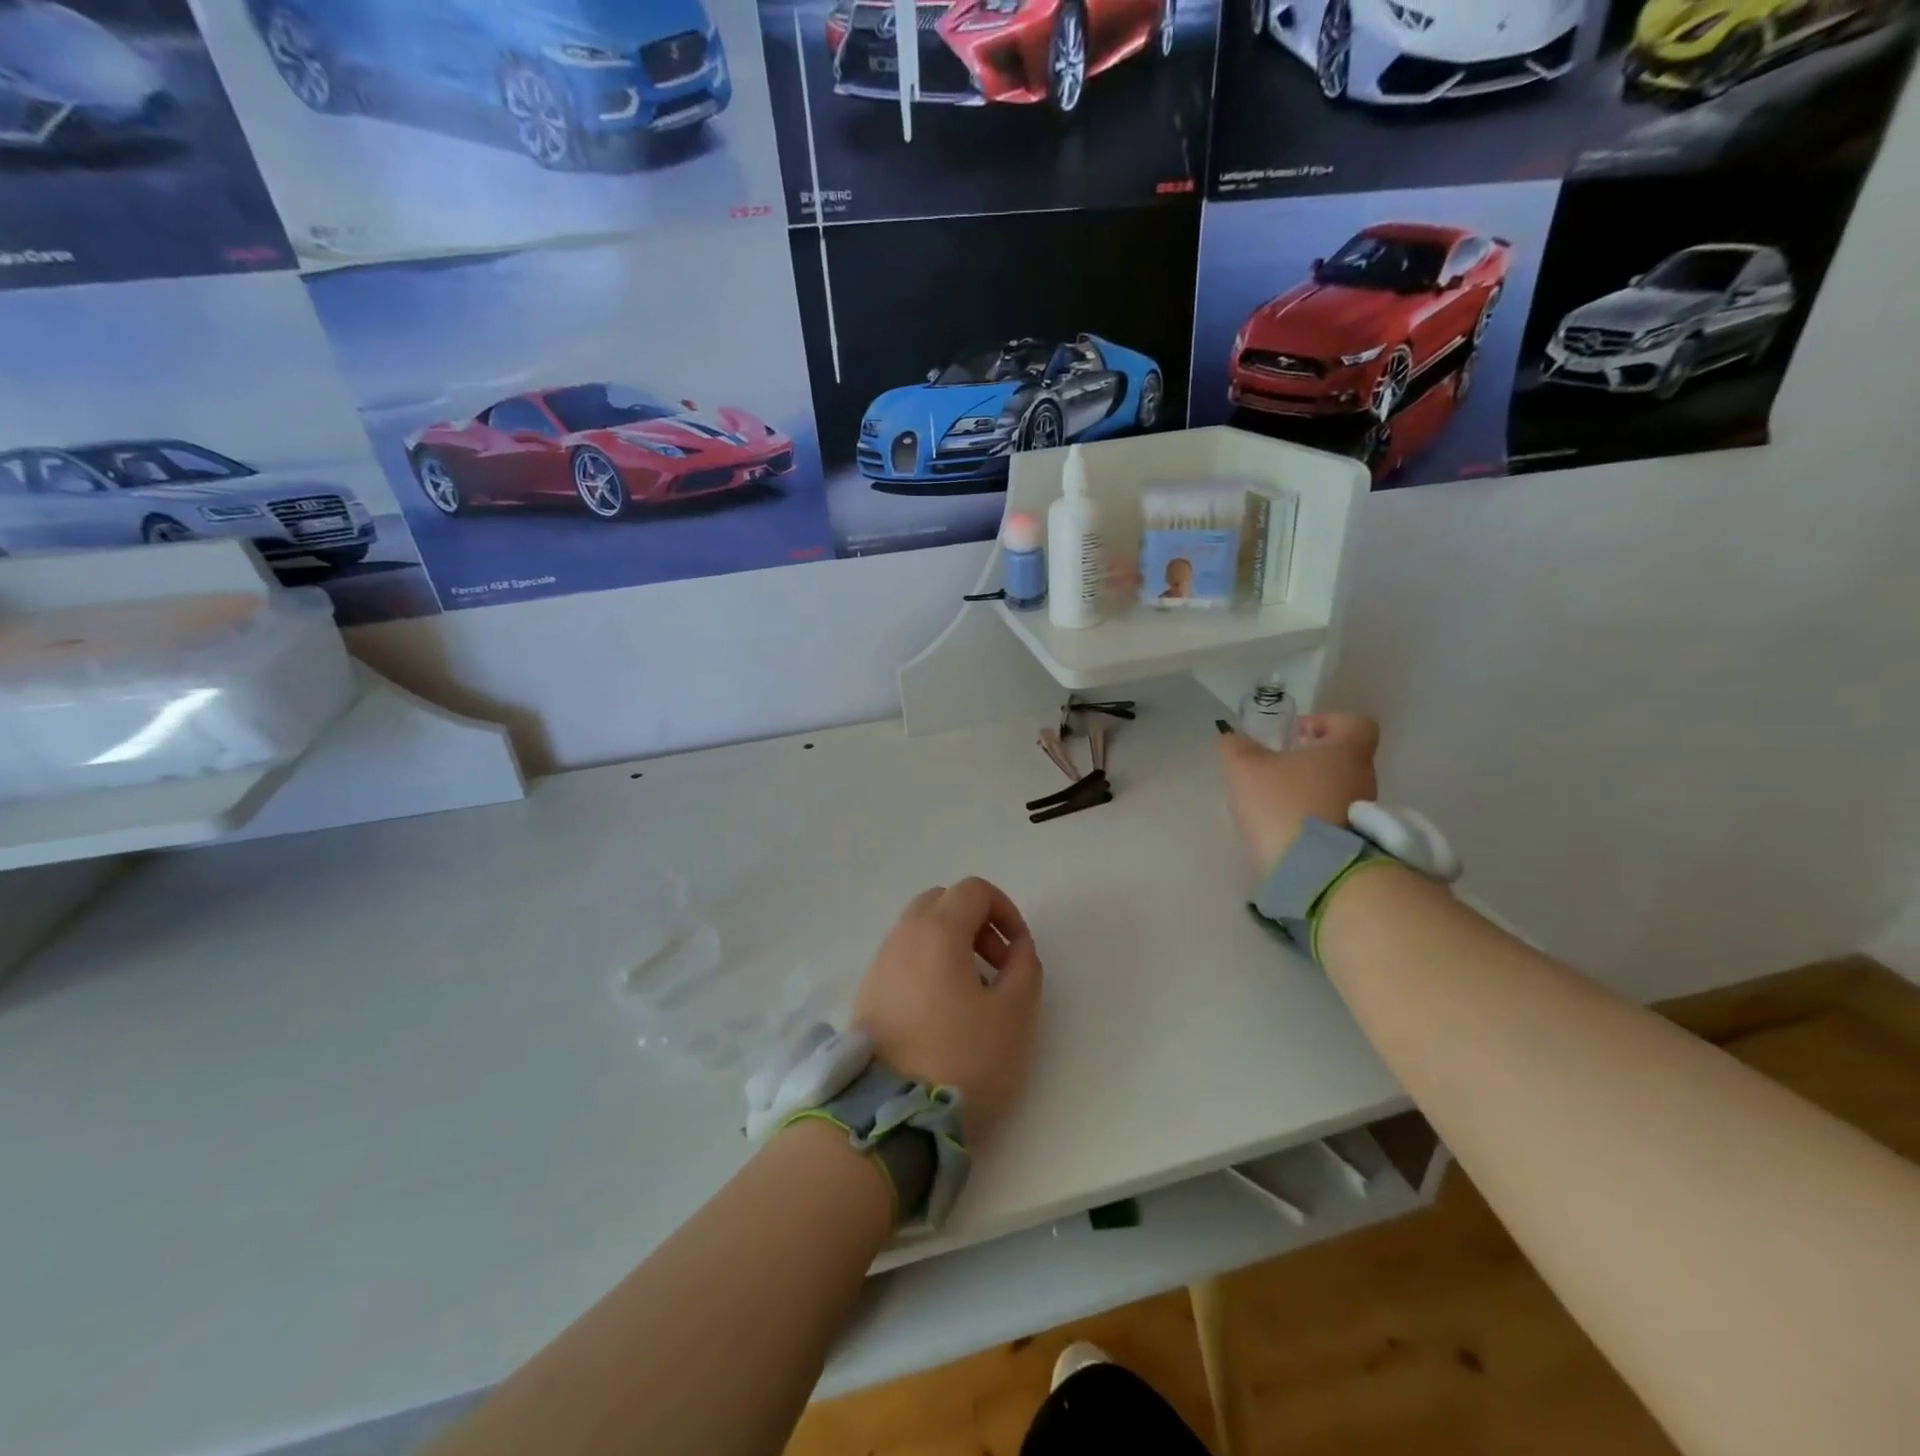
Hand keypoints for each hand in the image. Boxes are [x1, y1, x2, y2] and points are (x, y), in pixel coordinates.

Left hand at [850, 877, 1043, 1147]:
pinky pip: (904, 959)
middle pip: (942, 903)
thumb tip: (1017, 948)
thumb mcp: (1015, 1014)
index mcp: (938, 931)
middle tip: (996, 966)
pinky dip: (928, 966)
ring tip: (973, 994)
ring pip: (920, 930)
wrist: (889, 1117)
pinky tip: (942, 1012)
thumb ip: (1025, 968)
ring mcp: (880, 964)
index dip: (1006, 910)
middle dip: (976, 923)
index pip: (974, 890)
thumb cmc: (961, 1059)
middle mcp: (903, 936)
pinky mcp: (868, 993)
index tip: (1020, 951)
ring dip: (952, 945)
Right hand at [1217, 713, 1380, 874]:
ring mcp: (1364, 816)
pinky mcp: (1357, 846)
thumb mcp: (1244, 769)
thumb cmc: (1285, 806)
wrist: (1317, 874)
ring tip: (1274, 806)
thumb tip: (1232, 739)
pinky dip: (1312, 821)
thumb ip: (1235, 747)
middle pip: (1341, 759)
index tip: (1296, 735)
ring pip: (1336, 791)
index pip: (1353, 723)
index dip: (1325, 722)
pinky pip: (1334, 822)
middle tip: (1274, 772)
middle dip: (1308, 762)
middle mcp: (1363, 779)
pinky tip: (1284, 832)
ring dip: (1308, 793)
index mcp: (1346, 752)